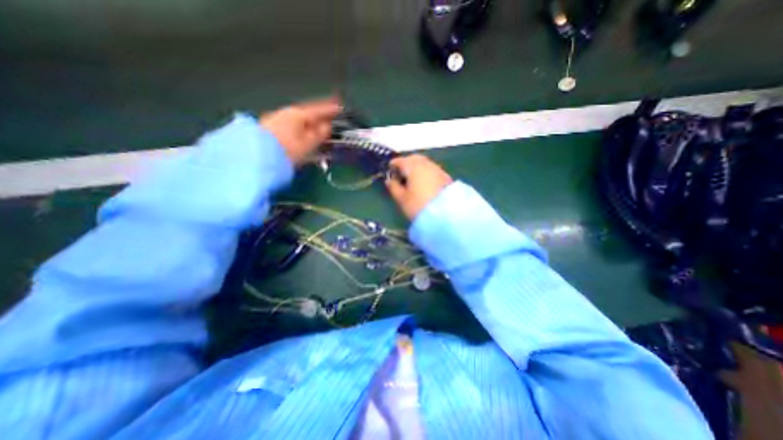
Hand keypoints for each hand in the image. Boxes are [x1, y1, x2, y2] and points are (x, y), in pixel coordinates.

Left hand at [261, 96, 341, 165]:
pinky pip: (291, 126)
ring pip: (299, 120)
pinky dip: (301, 128)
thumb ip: (318, 134)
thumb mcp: (307, 144)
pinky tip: (304, 133)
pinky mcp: (270, 129)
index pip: (318, 110)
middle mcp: (286, 114)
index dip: (330, 109)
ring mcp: (277, 120)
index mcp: (298, 115)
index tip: (339, 106)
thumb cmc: (286, 150)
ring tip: (319, 127)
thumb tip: (326, 126)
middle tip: (330, 117)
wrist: (256, 157)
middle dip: (319, 116)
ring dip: (310, 123)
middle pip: (307, 113)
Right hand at [384, 156, 451, 220]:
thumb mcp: (401, 199)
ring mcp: (437, 169)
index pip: (399, 161)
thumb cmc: (419, 206)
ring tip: (412, 181)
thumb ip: (393, 187)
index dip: (392, 166)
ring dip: (416, 168)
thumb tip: (389, 180)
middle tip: (400, 176)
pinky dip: (425, 173)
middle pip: (413, 159)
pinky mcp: (445, 177)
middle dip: (405, 164)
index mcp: (413, 166)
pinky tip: (423, 184)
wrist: (446, 216)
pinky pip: (432, 170)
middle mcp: (426, 164)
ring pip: (424, 163)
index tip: (389, 174)